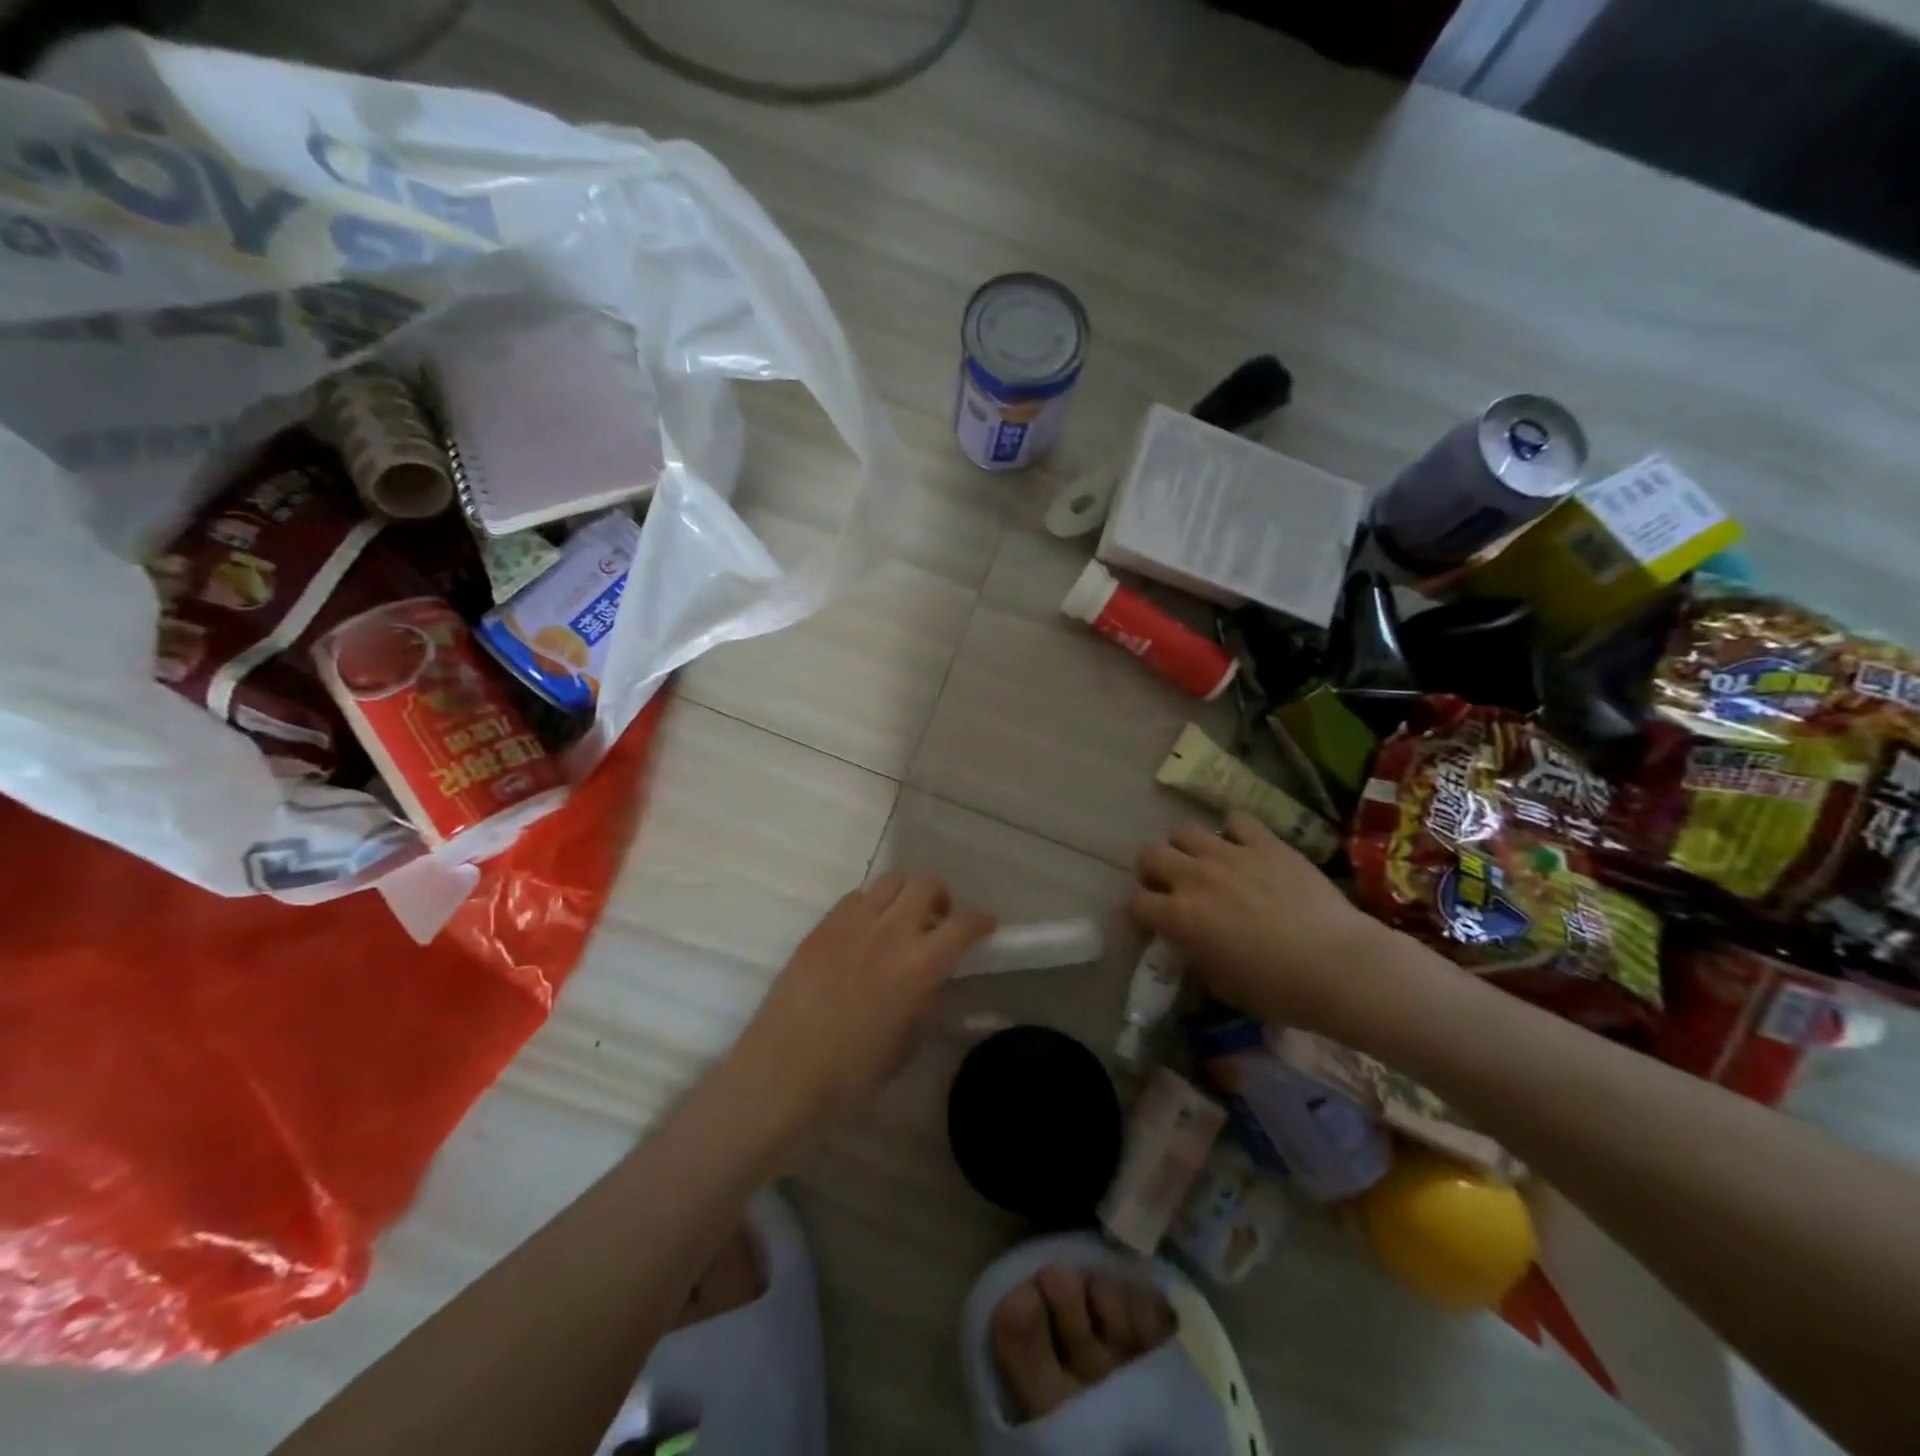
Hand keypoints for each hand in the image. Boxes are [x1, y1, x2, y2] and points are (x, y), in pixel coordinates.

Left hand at [726, 875, 993, 1146]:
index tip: (985, 927)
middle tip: (938, 922)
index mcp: (920, 965)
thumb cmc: (851, 1074)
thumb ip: (927, 1002)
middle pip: (926, 886)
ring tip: (901, 920)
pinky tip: (865, 931)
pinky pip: (856, 897)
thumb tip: (935, 980)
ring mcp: (852, 923)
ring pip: (890, 882)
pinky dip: (871, 905)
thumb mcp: (906, 1043)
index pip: (963, 925)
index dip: (981, 922)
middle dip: (941, 899)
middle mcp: (890, 932)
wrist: (782, 1073)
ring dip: (905, 895)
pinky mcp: (822, 926)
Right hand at [1129, 812, 1389, 1033]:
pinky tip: (1244, 849)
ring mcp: (1230, 854)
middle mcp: (1195, 877)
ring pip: (1184, 831)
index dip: (1138, 914)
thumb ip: (1196, 957)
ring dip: (1185, 848)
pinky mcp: (1266, 843)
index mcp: (1180, 916)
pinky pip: (1236, 822)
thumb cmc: (1280, 990)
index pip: (1136, 904)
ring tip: (1202, 864)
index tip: (1148, 923)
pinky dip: (1233, 833)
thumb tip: (1189, 944)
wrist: (1341, 966)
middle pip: (1150, 855)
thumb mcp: (1223, 985)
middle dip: (1152, 871)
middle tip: (1169, 887)